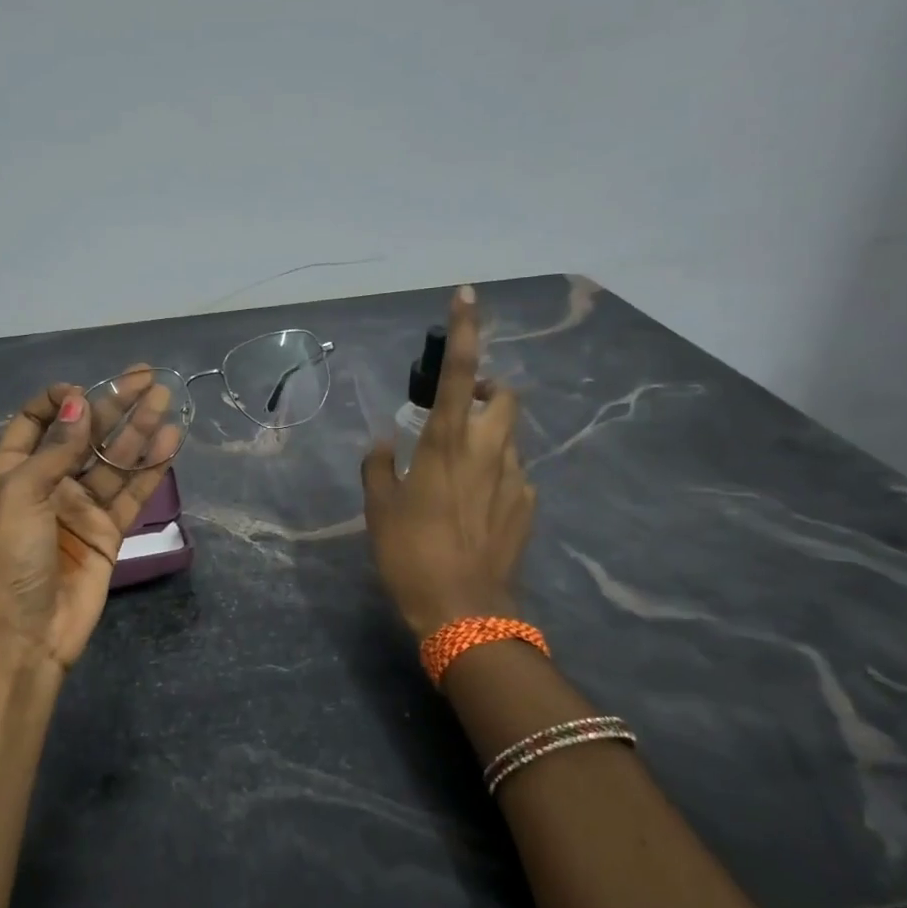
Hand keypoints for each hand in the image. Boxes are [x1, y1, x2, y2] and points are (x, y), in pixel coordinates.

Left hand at [0, 376, 181, 669]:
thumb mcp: (23, 495)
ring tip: (167, 400)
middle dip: (115, 405)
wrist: (29, 633)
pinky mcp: (108, 530)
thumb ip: (56, 449)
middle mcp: (49, 483)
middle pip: (85, 435)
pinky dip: (150, 468)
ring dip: (139, 430)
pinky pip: (132, 492)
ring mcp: (81, 507)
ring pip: (114, 460)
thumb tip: (79, 403)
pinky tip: (169, 441)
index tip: (86, 391)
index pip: (35, 421)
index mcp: (15, 471)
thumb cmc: (14, 558)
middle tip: (149, 379)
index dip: (59, 400)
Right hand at [361, 286, 535, 639]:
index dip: (464, 329)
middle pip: (505, 396)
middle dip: (488, 389)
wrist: (464, 613)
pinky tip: (474, 505)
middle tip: (460, 408)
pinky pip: (514, 475)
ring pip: (510, 436)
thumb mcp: (379, 508)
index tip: (467, 294)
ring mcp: (515, 480)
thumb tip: (384, 442)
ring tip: (459, 466)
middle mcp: (489, 451)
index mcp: (447, 443)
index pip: (460, 372)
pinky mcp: (528, 508)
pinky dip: (496, 474)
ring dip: (490, 434)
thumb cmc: (410, 553)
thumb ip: (378, 465)